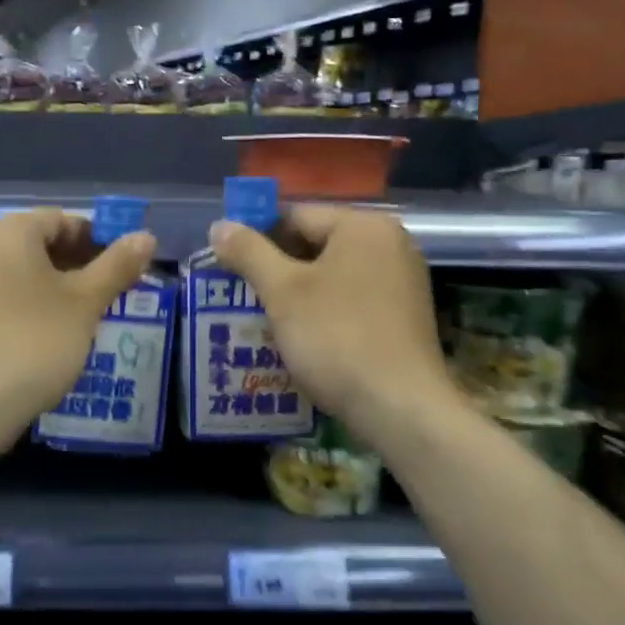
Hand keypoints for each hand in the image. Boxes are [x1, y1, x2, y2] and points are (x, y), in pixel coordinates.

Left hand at [0, 209, 156, 430]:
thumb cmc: (35, 341)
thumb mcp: (85, 302)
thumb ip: (117, 265)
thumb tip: (146, 237)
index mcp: (8, 231)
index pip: (63, 219)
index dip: (100, 238)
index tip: (127, 266)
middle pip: (42, 241)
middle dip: (82, 262)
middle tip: (115, 289)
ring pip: (26, 269)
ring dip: (61, 283)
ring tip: (92, 311)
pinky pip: (7, 290)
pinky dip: (35, 299)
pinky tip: (59, 328)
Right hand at [209, 206, 450, 439]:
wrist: (400, 407)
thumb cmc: (336, 338)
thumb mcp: (282, 292)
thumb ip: (249, 252)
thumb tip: (219, 225)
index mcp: (363, 226)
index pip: (295, 217)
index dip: (257, 239)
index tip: (230, 268)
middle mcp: (390, 244)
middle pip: (316, 244)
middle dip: (277, 269)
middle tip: (243, 296)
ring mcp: (402, 281)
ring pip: (332, 275)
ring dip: (298, 294)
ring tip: (265, 320)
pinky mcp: (404, 316)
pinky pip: (352, 300)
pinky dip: (325, 312)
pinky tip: (303, 338)